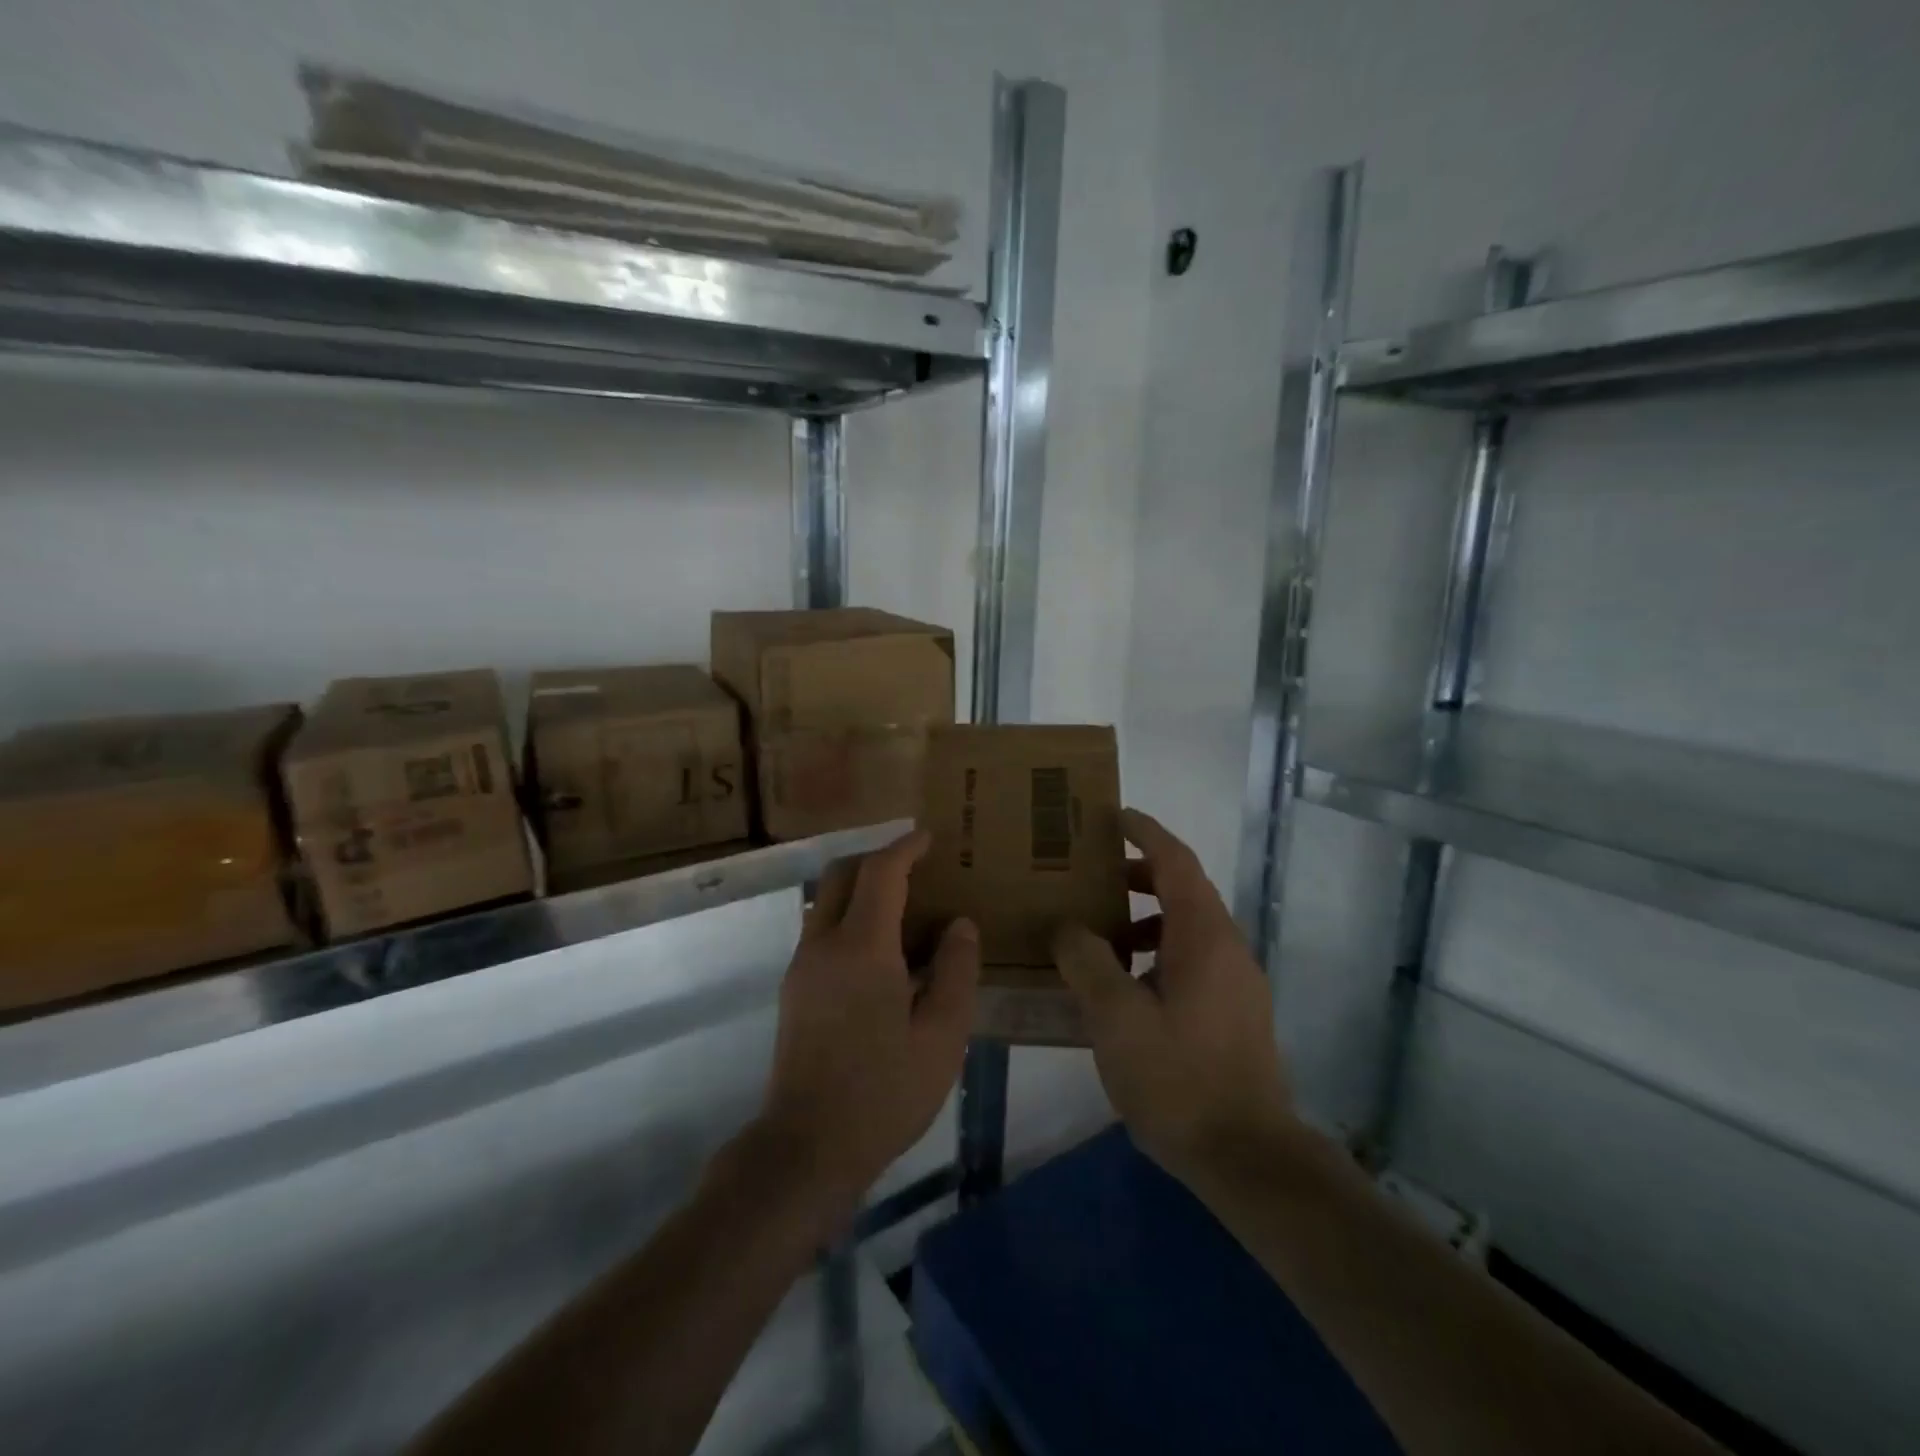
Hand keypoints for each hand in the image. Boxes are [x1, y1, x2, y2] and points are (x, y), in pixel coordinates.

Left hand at [757, 830, 979, 1213]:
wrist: (808, 1147)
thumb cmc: (884, 1091)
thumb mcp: (942, 1036)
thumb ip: (955, 971)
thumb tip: (959, 925)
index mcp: (862, 948)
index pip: (881, 873)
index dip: (905, 847)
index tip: (929, 838)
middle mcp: (823, 944)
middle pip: (843, 874)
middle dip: (877, 858)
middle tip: (915, 866)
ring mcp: (802, 966)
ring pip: (827, 900)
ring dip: (860, 888)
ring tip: (903, 907)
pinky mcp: (794, 989)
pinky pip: (821, 929)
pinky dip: (849, 916)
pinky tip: (880, 952)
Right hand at [1052, 808, 1293, 1184]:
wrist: (1247, 1156)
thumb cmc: (1178, 1077)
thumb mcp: (1114, 1016)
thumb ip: (1086, 960)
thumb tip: (1067, 925)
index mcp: (1203, 935)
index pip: (1175, 861)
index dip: (1145, 832)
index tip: (1114, 815)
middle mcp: (1227, 947)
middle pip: (1184, 890)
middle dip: (1139, 875)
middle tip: (1092, 876)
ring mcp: (1237, 982)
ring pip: (1187, 928)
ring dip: (1146, 918)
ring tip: (1099, 935)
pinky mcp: (1236, 1012)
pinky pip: (1193, 959)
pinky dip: (1158, 951)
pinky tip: (1125, 987)